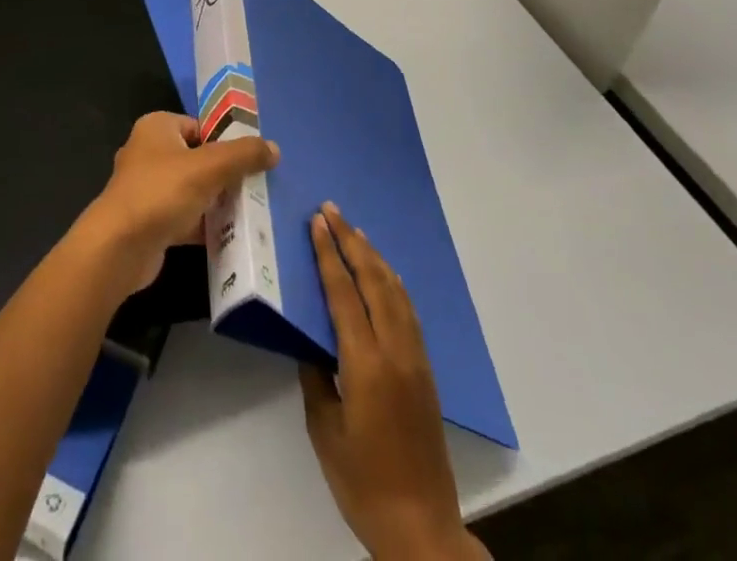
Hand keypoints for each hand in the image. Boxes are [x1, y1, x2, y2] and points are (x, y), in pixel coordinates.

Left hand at [79, 111, 278, 294]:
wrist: (119, 248)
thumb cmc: (162, 192)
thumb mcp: (209, 167)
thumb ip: (243, 155)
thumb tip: (274, 148)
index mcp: (157, 127)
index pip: (200, 126)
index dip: (226, 141)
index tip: (252, 160)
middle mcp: (149, 151)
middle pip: (198, 158)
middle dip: (224, 174)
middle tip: (255, 188)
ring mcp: (146, 188)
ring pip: (192, 189)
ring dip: (216, 201)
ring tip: (249, 212)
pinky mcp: (148, 220)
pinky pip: (184, 216)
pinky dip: (203, 225)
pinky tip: (229, 236)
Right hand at [301, 204, 485, 560]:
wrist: (421, 527)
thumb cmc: (362, 481)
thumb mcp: (325, 429)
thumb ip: (316, 375)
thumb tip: (310, 338)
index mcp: (366, 363)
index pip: (344, 293)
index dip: (329, 254)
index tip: (317, 221)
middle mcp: (395, 350)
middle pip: (373, 280)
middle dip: (351, 241)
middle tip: (332, 210)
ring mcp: (416, 358)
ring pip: (395, 290)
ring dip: (373, 256)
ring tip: (355, 231)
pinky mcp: (426, 370)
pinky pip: (407, 310)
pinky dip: (391, 282)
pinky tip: (383, 274)